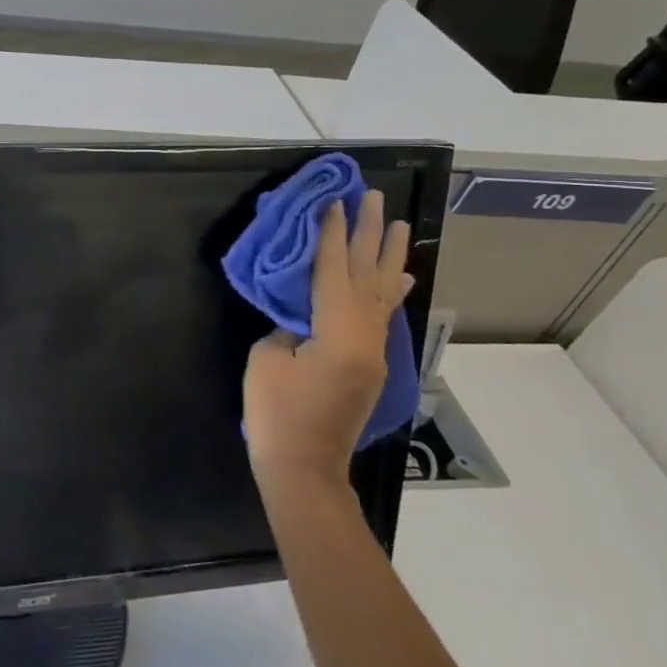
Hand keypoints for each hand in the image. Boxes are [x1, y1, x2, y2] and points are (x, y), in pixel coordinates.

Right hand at [243, 190, 412, 485]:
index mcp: (338, 333)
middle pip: (368, 275)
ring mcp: (372, 353)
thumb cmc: (276, 415)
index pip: (334, 271)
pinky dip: (390, 290)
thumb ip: (287, 326)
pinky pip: (383, 315)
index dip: (331, 234)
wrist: (304, 469)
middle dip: (369, 233)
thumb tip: (302, 314)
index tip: (334, 201)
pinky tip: (399, 277)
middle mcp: (365, 338)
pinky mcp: (369, 365)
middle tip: (374, 197)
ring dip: (388, 256)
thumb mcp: (267, 360)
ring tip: (398, 224)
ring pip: (383, 293)